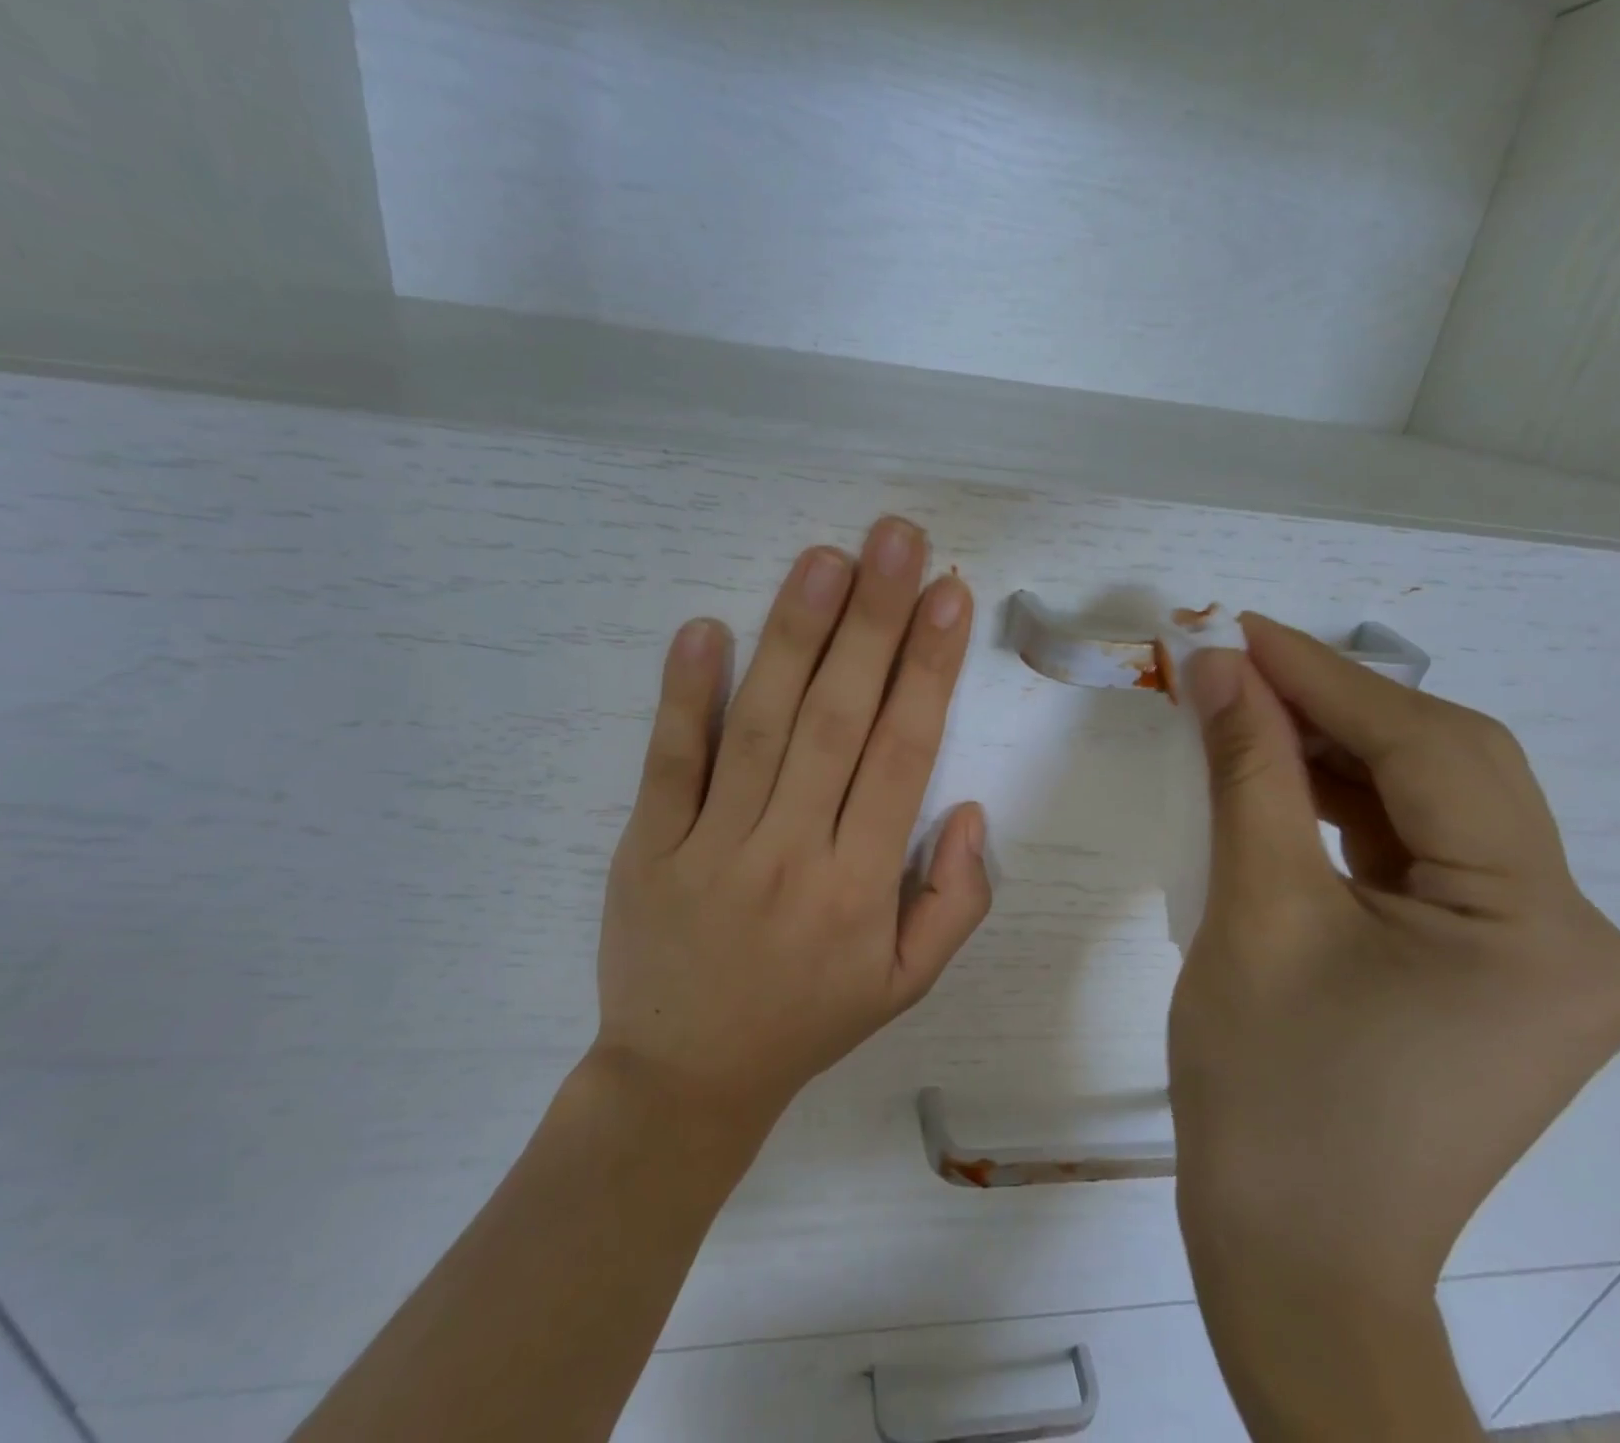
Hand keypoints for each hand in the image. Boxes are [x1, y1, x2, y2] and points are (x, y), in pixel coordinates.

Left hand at [592, 518, 991, 1144]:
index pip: (904, 754)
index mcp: (863, 886)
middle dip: (872, 620)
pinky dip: (684, 695)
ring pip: (761, 725)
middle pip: (839, 719)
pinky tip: (704, 629)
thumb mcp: (909, 986)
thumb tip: (971, 809)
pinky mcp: (648, 847)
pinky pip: (670, 763)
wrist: (685, 1081)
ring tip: (824, 558)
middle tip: (894, 538)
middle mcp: (792, 853)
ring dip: (794, 635)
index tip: (949, 595)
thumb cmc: (809, 1021)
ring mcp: (712, 846)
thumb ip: (958, 901)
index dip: (929, 668)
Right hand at [1170, 614, 1619, 1301]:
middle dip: (1338, 709)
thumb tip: (1219, 670)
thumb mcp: (1254, 911)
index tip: (1241, 630)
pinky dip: (1349, 814)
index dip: (1326, 678)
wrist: (1292, 1256)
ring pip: (1433, 813)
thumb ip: (1247, 774)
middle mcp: (1573, 936)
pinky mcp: (1489, 976)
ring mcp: (1538, 962)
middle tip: (1241, 667)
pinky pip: (1419, 862)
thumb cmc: (1269, 1092)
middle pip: (1450, 774)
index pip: (1431, 754)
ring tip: (1252, 715)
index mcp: (1539, 928)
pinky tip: (1286, 786)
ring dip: (1339, 756)